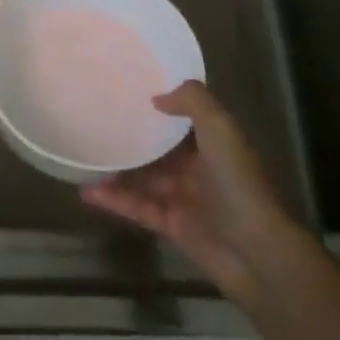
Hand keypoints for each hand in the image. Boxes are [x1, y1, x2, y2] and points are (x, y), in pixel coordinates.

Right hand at [81, 81, 304, 311]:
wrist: (255, 251)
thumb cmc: (238, 183)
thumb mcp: (220, 129)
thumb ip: (192, 102)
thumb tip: (157, 96)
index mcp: (212, 142)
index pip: (182, 117)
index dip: (158, 102)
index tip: (125, 87)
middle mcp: (197, 167)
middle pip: (158, 147)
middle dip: (131, 135)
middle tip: (94, 118)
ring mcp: (182, 197)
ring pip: (143, 177)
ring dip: (116, 168)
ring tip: (83, 155)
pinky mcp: (170, 225)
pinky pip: (137, 207)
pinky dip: (114, 200)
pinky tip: (87, 191)